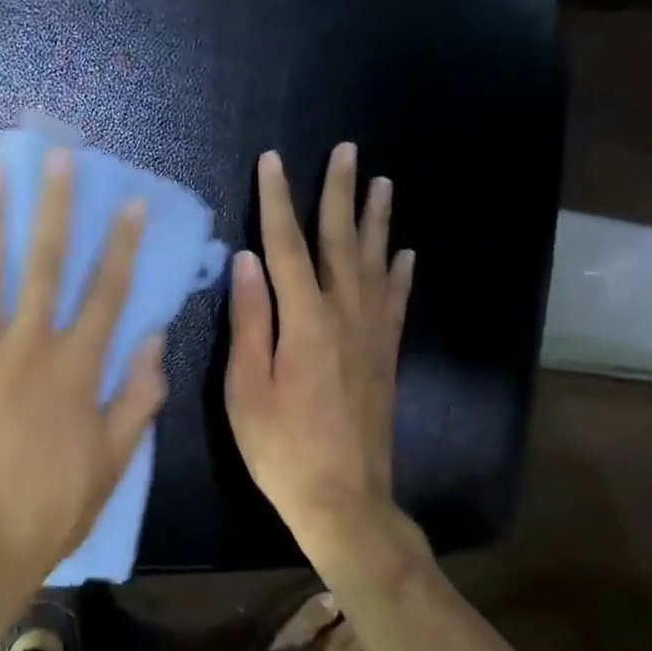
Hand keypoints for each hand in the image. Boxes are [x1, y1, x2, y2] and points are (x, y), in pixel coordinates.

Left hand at [0, 151, 167, 604]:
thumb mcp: (113, 463)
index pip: (104, 294)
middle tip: (55, 157)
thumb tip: (154, 342)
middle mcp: (26, 349)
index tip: (125, 202)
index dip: (118, 245)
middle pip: (43, 266)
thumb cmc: (51, 507)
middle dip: (51, 208)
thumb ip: (137, 399)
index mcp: (74, 372)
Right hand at [225, 144, 427, 568]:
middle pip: (341, 243)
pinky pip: (397, 302)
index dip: (277, 201)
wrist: (344, 499)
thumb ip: (249, 321)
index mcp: (305, 322)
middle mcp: (345, 317)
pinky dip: (401, 272)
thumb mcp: (245, 387)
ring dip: (377, 220)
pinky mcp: (386, 357)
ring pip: (376, 264)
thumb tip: (246, 260)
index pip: (286, 247)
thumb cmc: (280, 447)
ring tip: (383, 182)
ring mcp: (372, 336)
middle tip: (346, 150)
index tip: (273, 161)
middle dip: (339, 193)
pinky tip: (406, 253)